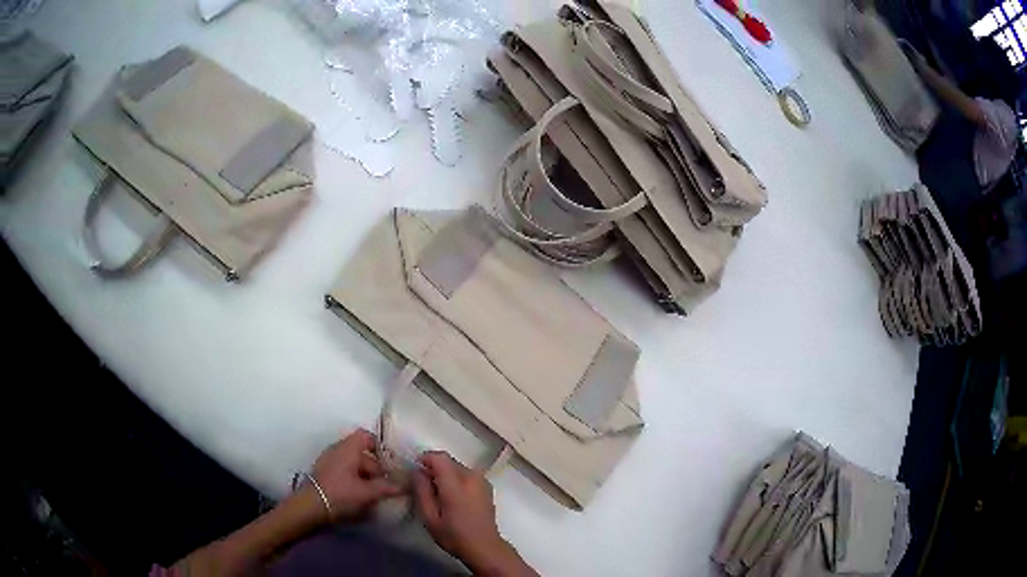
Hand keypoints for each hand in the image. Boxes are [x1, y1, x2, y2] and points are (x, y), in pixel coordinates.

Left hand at [310, 429, 402, 520]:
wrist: (310, 506)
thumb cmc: (340, 493)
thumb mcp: (367, 492)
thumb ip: (388, 487)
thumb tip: (407, 484)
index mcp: (348, 447)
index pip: (367, 437)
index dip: (381, 447)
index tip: (393, 463)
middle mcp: (338, 449)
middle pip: (363, 454)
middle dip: (377, 469)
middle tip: (388, 486)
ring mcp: (329, 461)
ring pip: (354, 465)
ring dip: (367, 477)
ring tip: (376, 494)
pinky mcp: (325, 473)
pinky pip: (345, 472)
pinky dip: (355, 481)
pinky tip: (361, 497)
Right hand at [413, 452, 535, 575]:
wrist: (484, 547)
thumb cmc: (454, 535)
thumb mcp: (430, 517)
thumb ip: (421, 491)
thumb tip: (416, 472)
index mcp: (457, 484)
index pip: (439, 457)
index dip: (425, 459)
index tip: (416, 472)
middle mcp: (472, 477)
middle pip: (448, 461)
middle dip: (433, 469)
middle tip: (424, 487)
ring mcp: (482, 481)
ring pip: (457, 467)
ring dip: (445, 475)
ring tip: (438, 495)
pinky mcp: (486, 486)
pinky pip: (466, 475)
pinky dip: (456, 480)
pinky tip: (453, 498)